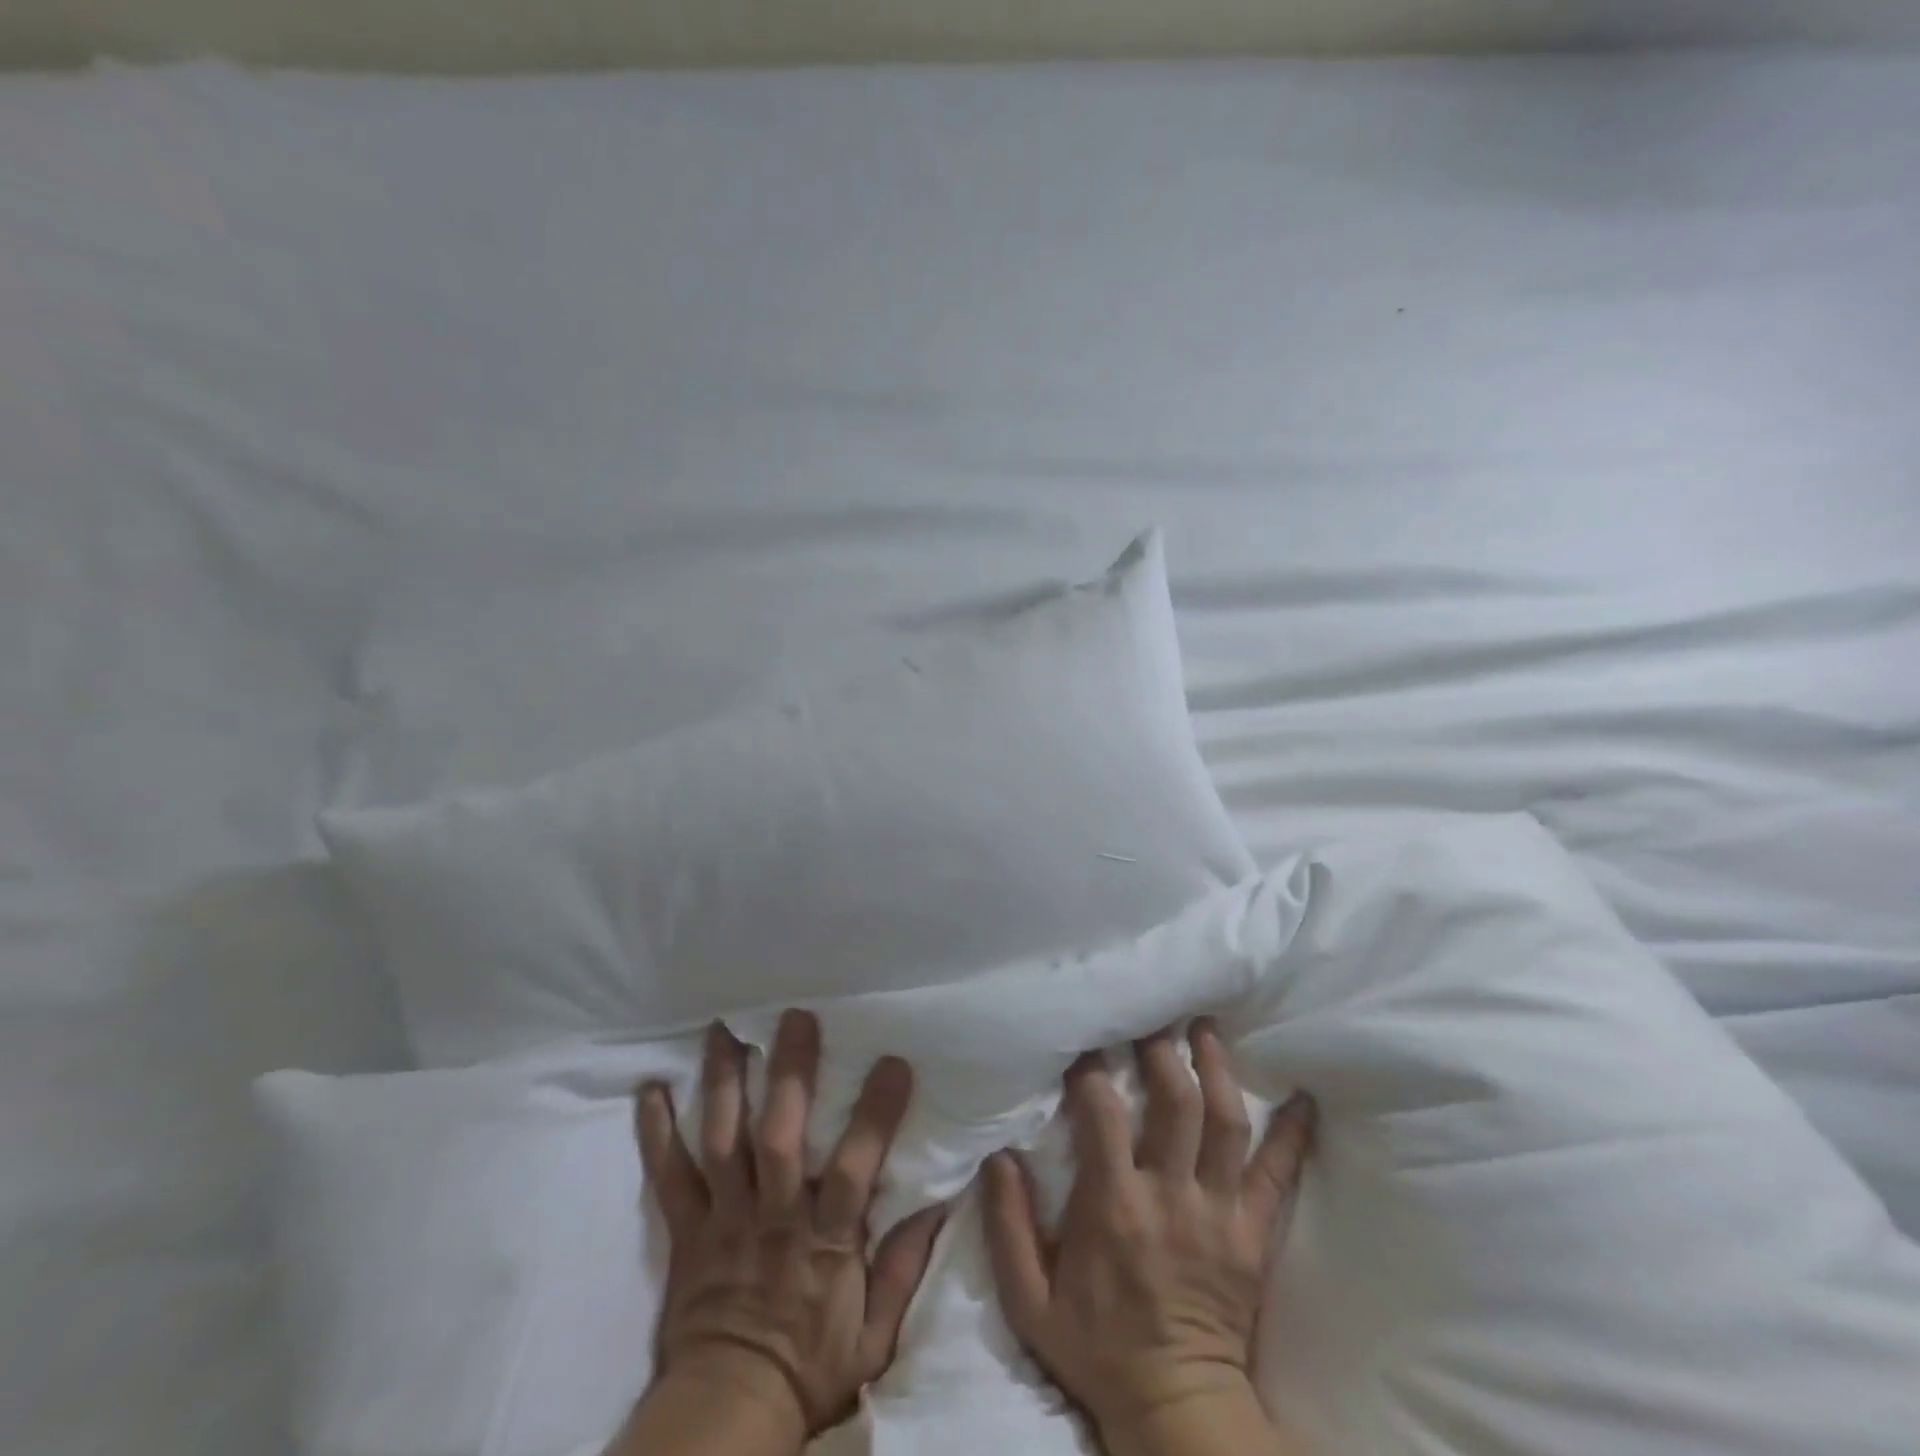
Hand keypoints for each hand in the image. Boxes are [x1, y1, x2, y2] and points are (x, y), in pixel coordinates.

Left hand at [634, 1013, 946, 1443]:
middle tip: (795, 1017)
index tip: (893, 1062)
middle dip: (789, 1073)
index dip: (874, 1113)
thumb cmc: (810, 1367)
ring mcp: (724, 1218)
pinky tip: (650, 1090)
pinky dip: (657, 1133)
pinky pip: (668, 1176)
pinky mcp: (686, 1230)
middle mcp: (773, 1215)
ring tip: (724, 1029)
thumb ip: (904, 1267)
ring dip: (723, 1082)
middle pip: (779, 1135)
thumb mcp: (875, 1334)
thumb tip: (940, 1203)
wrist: (727, 1414)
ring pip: (723, 1139)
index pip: (854, 1166)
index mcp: (824, 1238)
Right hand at [981, 1019, 1314, 1444]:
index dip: (1093, 1070)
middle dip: (1163, 1051)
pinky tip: (1302, 1100)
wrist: (1176, 1410)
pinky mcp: (1254, 1235)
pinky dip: (1292, 1135)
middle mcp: (1171, 1196)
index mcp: (1114, 1205)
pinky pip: (1279, 1177)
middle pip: (1175, 1103)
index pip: (1103, 1113)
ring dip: (1217, 1069)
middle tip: (1153, 1017)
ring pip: (1226, 1123)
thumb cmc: (1097, 1348)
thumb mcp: (1030, 1300)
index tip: (1086, 1044)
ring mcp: (1219, 1213)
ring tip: (1207, 1030)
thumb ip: (1008, 1224)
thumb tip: (998, 1154)